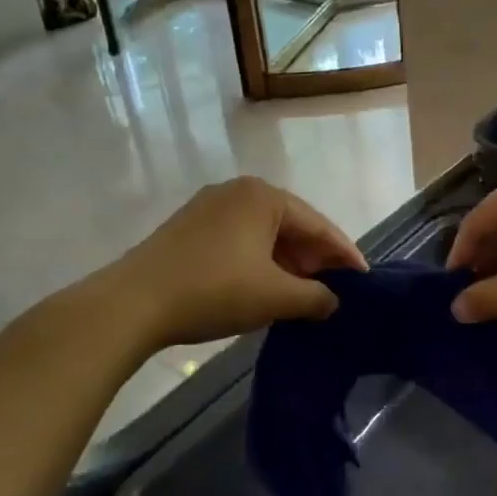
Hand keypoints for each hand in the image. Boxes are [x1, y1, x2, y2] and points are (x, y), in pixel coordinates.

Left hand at [120, 178, 366, 347]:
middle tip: (334, 290)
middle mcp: (238, 191)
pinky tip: (264, 287)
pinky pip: (239, 241)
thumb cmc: (214, 290)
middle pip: (291, 226)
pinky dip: (258, 262)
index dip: (344, 254)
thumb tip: (333, 301)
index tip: (364, 279)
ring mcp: (208, 207)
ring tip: (302, 293)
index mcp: (264, 196)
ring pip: (263, 234)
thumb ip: (315, 297)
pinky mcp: (188, 228)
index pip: (318, 224)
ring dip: (286, 263)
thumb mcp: (275, 297)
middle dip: (314, 259)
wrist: (131, 304)